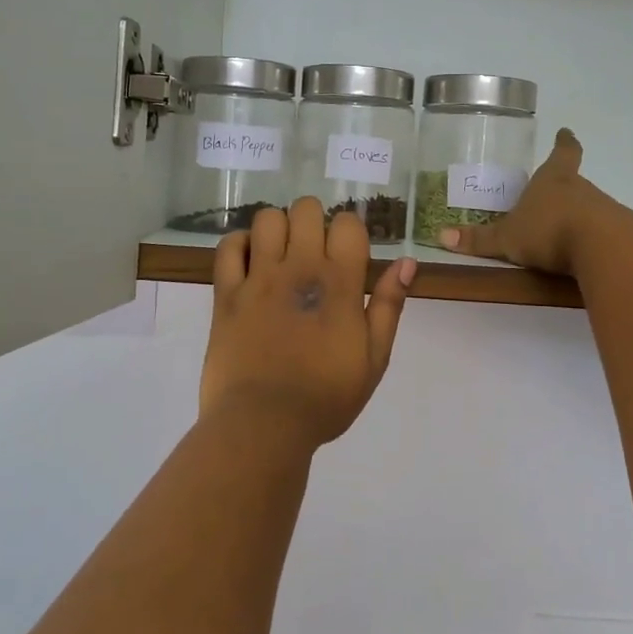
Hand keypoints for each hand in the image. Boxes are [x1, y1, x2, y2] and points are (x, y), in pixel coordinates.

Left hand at [199, 197, 415, 449]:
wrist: (264, 424)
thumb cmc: (326, 397)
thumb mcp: (374, 359)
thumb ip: (389, 306)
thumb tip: (406, 262)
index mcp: (340, 283)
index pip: (348, 223)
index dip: (350, 231)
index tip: (347, 254)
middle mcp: (299, 268)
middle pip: (305, 209)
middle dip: (313, 221)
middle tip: (313, 252)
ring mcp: (258, 278)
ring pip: (267, 218)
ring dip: (278, 229)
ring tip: (280, 255)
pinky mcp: (226, 293)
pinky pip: (228, 247)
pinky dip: (239, 244)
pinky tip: (250, 262)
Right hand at [437, 129, 622, 276]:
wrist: (602, 247)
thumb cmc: (548, 230)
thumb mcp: (507, 238)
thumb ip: (478, 239)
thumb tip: (440, 236)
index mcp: (553, 179)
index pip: (563, 152)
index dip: (564, 143)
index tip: (566, 132)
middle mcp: (581, 189)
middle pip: (573, 182)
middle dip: (563, 188)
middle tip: (547, 197)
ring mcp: (603, 210)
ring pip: (588, 207)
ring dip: (576, 216)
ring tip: (561, 233)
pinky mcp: (617, 233)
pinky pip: (600, 232)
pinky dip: (590, 239)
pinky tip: (581, 255)